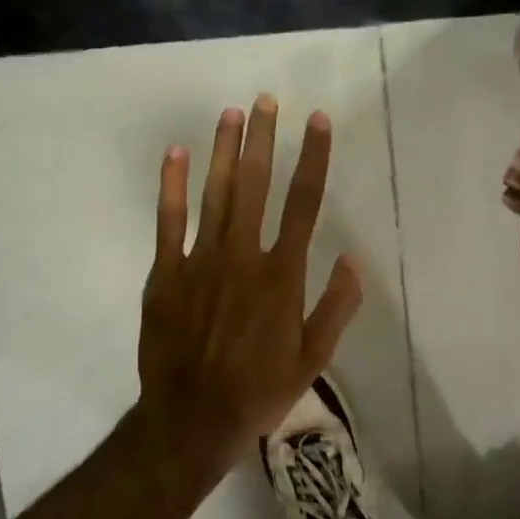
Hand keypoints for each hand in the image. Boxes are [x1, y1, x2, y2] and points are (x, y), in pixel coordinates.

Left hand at [137, 95, 363, 473]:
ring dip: (224, 150)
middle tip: (266, 100)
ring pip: (215, 194)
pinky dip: (173, 186)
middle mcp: (244, 256)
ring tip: (232, 112)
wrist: (192, 419)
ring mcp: (201, 261)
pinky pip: (169, 222)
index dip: (313, 158)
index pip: (304, 203)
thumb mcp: (314, 357)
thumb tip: (353, 259)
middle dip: (263, 139)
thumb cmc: (260, 389)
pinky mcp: (166, 274)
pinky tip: (177, 153)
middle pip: (256, 185)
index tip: (318, 122)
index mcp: (283, 275)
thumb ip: (337, 307)